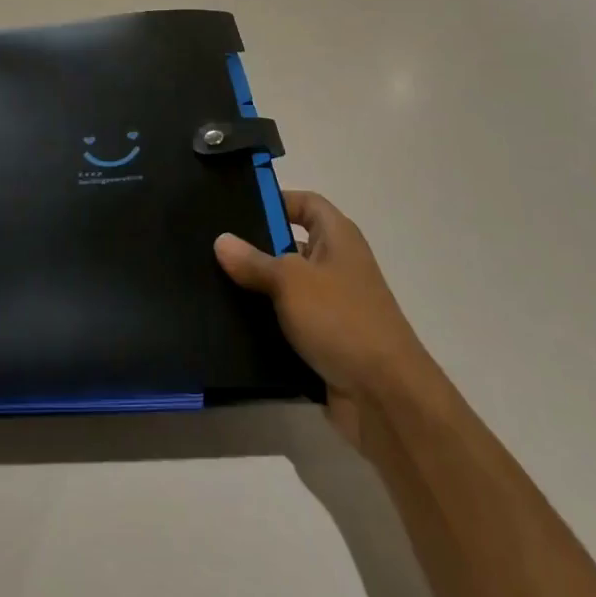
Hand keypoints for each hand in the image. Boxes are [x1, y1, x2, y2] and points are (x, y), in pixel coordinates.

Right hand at [215, 191, 433, 453]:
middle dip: (255, 247)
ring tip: (211, 283)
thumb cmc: (341, 319)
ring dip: (257, 289)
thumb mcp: (290, 281)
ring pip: (286, 287)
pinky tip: (229, 324)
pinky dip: (265, 323)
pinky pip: (288, 322)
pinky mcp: (324, 341)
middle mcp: (337, 265)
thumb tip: (221, 240)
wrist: (384, 396)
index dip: (275, 199)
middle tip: (212, 247)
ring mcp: (332, 305)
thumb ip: (253, 260)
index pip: (306, 203)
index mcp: (338, 237)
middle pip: (291, 244)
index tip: (236, 207)